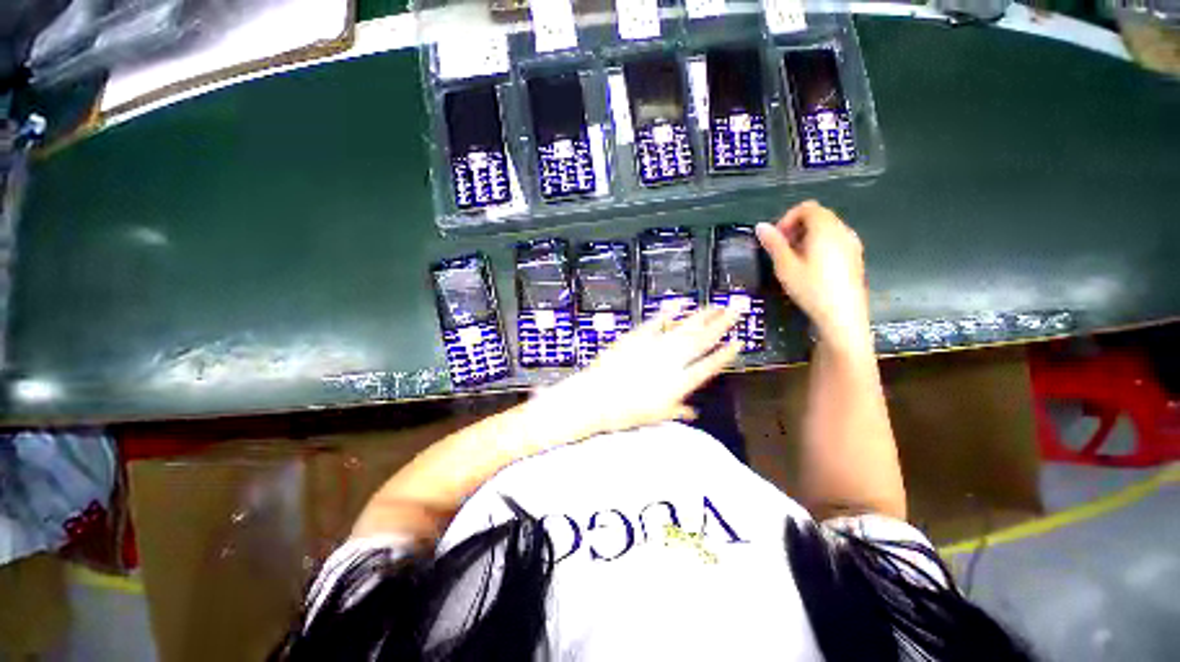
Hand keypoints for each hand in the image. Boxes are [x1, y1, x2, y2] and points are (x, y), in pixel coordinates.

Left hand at [527, 305, 741, 441]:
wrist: (597, 397)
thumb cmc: (626, 412)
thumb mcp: (655, 416)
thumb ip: (676, 411)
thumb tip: (692, 413)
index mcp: (679, 383)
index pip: (709, 366)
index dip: (725, 354)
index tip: (739, 341)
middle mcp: (672, 361)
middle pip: (701, 339)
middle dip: (722, 323)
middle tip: (737, 308)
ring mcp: (654, 346)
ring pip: (684, 327)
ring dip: (702, 315)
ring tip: (717, 305)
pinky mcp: (637, 337)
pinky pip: (656, 322)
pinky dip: (668, 312)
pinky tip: (679, 303)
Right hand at [755, 201, 870, 347]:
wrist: (842, 315)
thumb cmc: (811, 288)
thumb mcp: (785, 266)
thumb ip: (773, 243)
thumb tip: (760, 226)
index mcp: (825, 229)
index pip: (806, 208)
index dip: (787, 218)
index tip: (776, 239)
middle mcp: (842, 230)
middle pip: (818, 216)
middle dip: (796, 228)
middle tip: (781, 251)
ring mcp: (852, 244)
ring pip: (826, 229)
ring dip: (806, 237)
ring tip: (794, 261)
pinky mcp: (855, 257)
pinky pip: (834, 241)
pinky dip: (819, 246)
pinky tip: (810, 268)